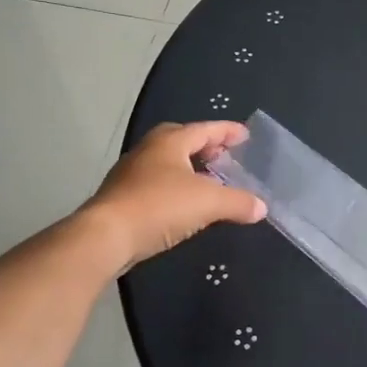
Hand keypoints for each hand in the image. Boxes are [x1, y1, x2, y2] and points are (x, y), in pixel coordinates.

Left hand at [81, 122, 266, 273]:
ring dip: (189, 169)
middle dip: (205, 146)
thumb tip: (261, 207)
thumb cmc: (158, 207)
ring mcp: (132, 174)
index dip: (227, 131)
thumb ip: (238, 202)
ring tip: (210, 182)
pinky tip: (186, 206)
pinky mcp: (123, 198)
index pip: (204, 129)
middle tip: (224, 156)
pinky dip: (176, 189)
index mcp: (169, 142)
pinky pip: (157, 185)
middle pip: (181, 141)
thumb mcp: (207, 203)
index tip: (245, 135)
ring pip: (167, 164)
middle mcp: (149, 151)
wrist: (105, 236)